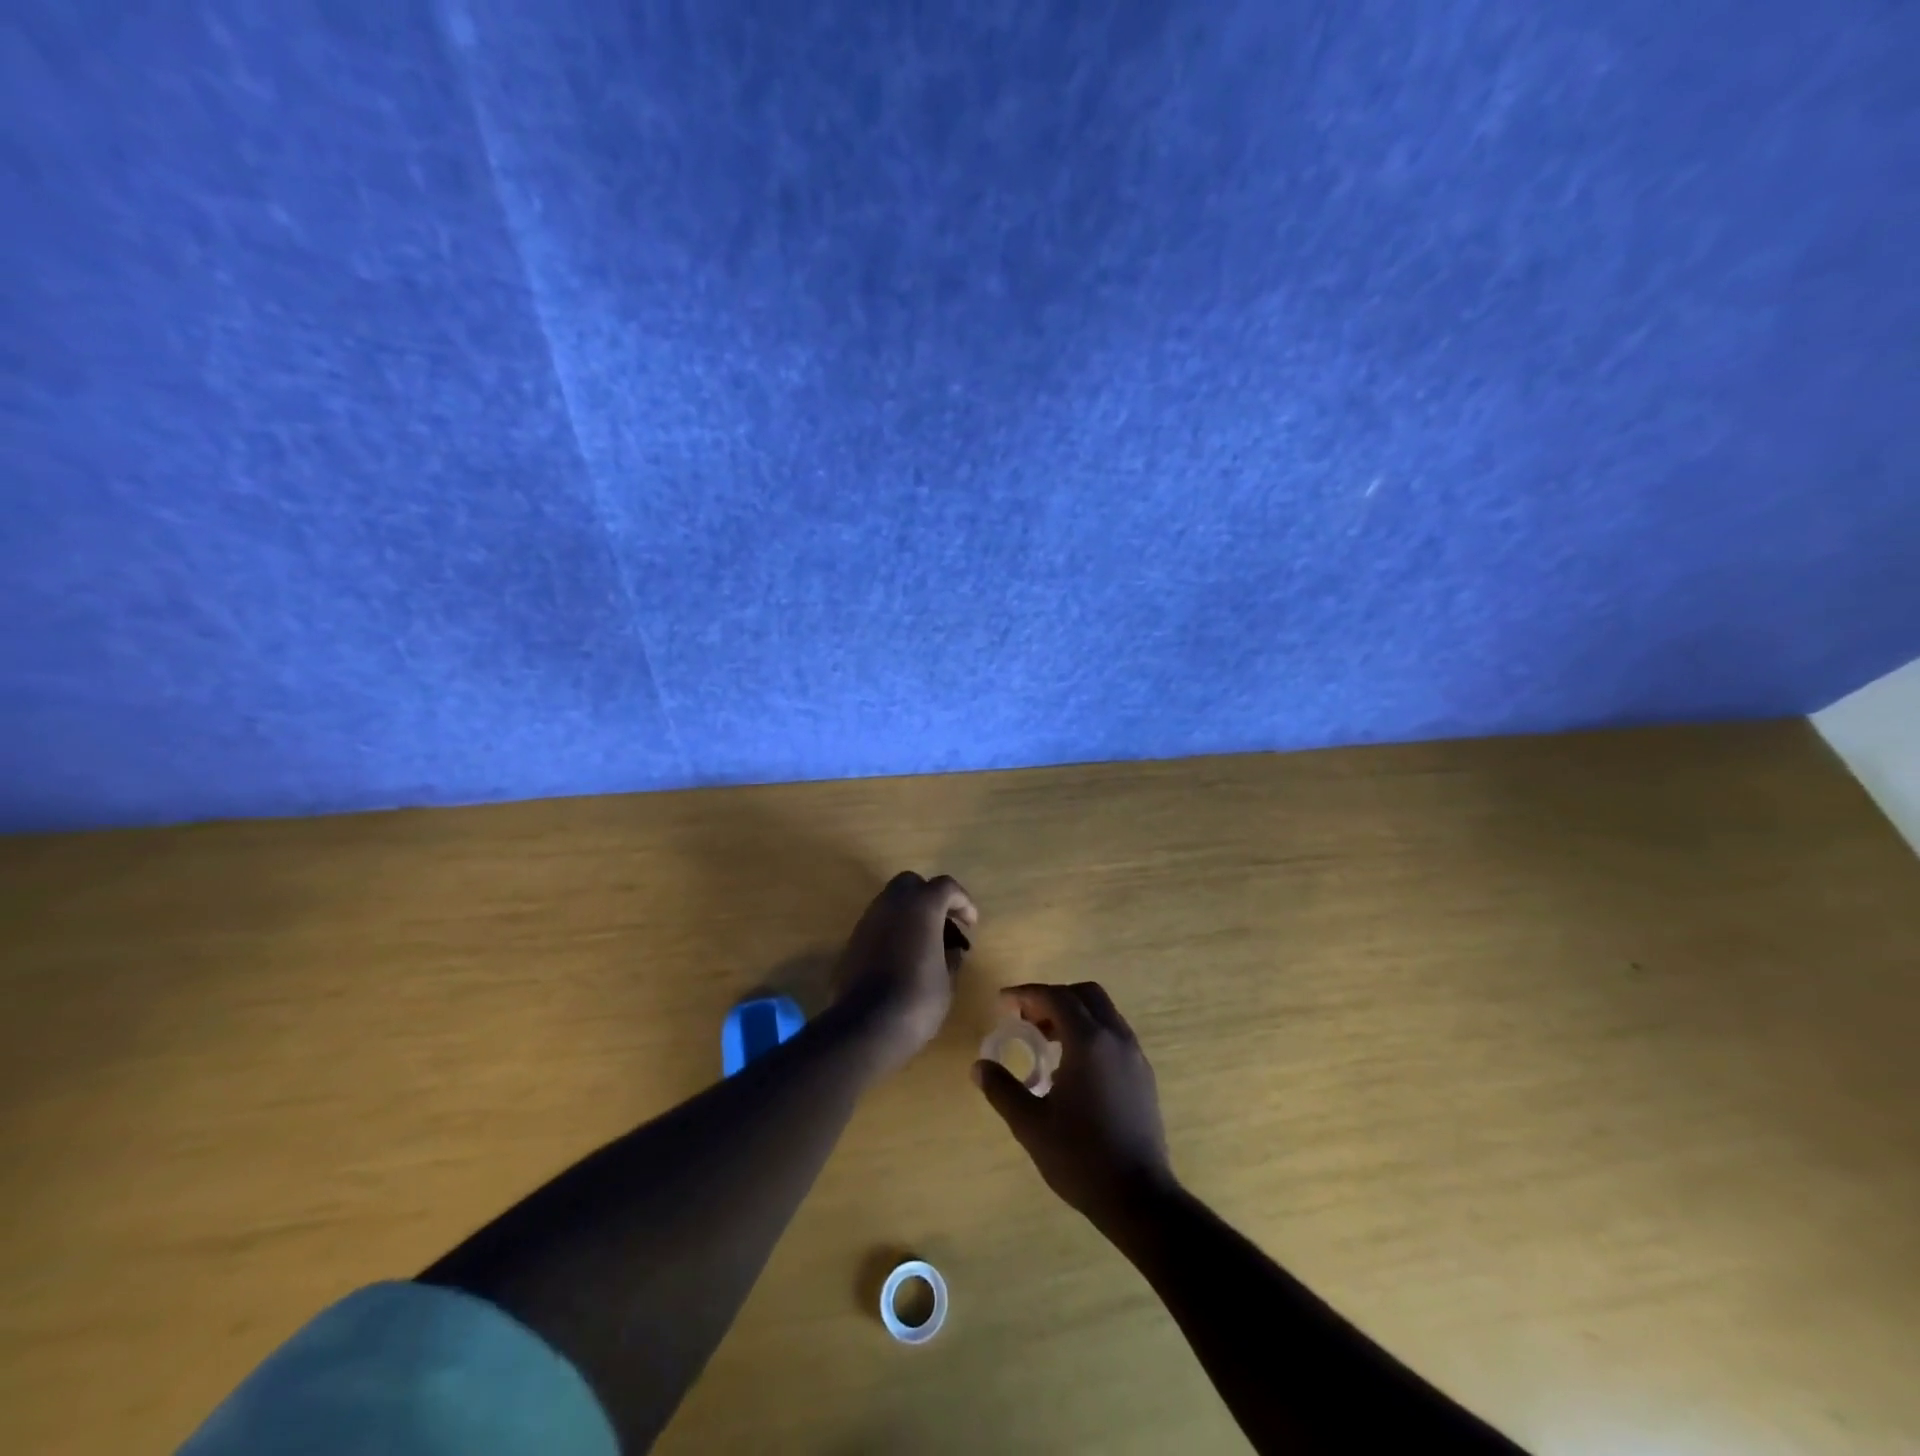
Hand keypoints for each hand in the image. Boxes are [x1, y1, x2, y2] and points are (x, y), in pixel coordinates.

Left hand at [834, 872, 976, 1070]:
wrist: (866, 1025)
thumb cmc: (918, 999)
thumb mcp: (947, 980)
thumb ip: (951, 956)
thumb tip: (950, 950)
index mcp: (922, 905)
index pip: (946, 887)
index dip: (963, 902)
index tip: (971, 924)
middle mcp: (892, 903)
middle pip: (912, 883)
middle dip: (930, 897)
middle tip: (944, 923)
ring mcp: (869, 919)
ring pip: (891, 901)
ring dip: (910, 913)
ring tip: (924, 942)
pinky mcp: (853, 939)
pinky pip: (878, 923)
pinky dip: (893, 930)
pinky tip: (902, 956)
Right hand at [974, 982, 1173, 1223]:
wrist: (1139, 1198)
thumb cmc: (1081, 1158)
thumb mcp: (1031, 1125)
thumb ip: (1002, 1089)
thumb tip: (979, 1066)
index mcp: (1088, 1041)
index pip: (1055, 998)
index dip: (1026, 994)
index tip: (1003, 1003)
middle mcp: (1115, 1037)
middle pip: (1084, 994)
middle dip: (1052, 998)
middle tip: (1026, 1020)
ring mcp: (1134, 1055)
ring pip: (1103, 1012)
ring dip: (1073, 1014)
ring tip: (1046, 1042)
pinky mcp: (1143, 1074)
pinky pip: (1114, 1034)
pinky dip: (1090, 1032)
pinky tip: (1073, 1067)